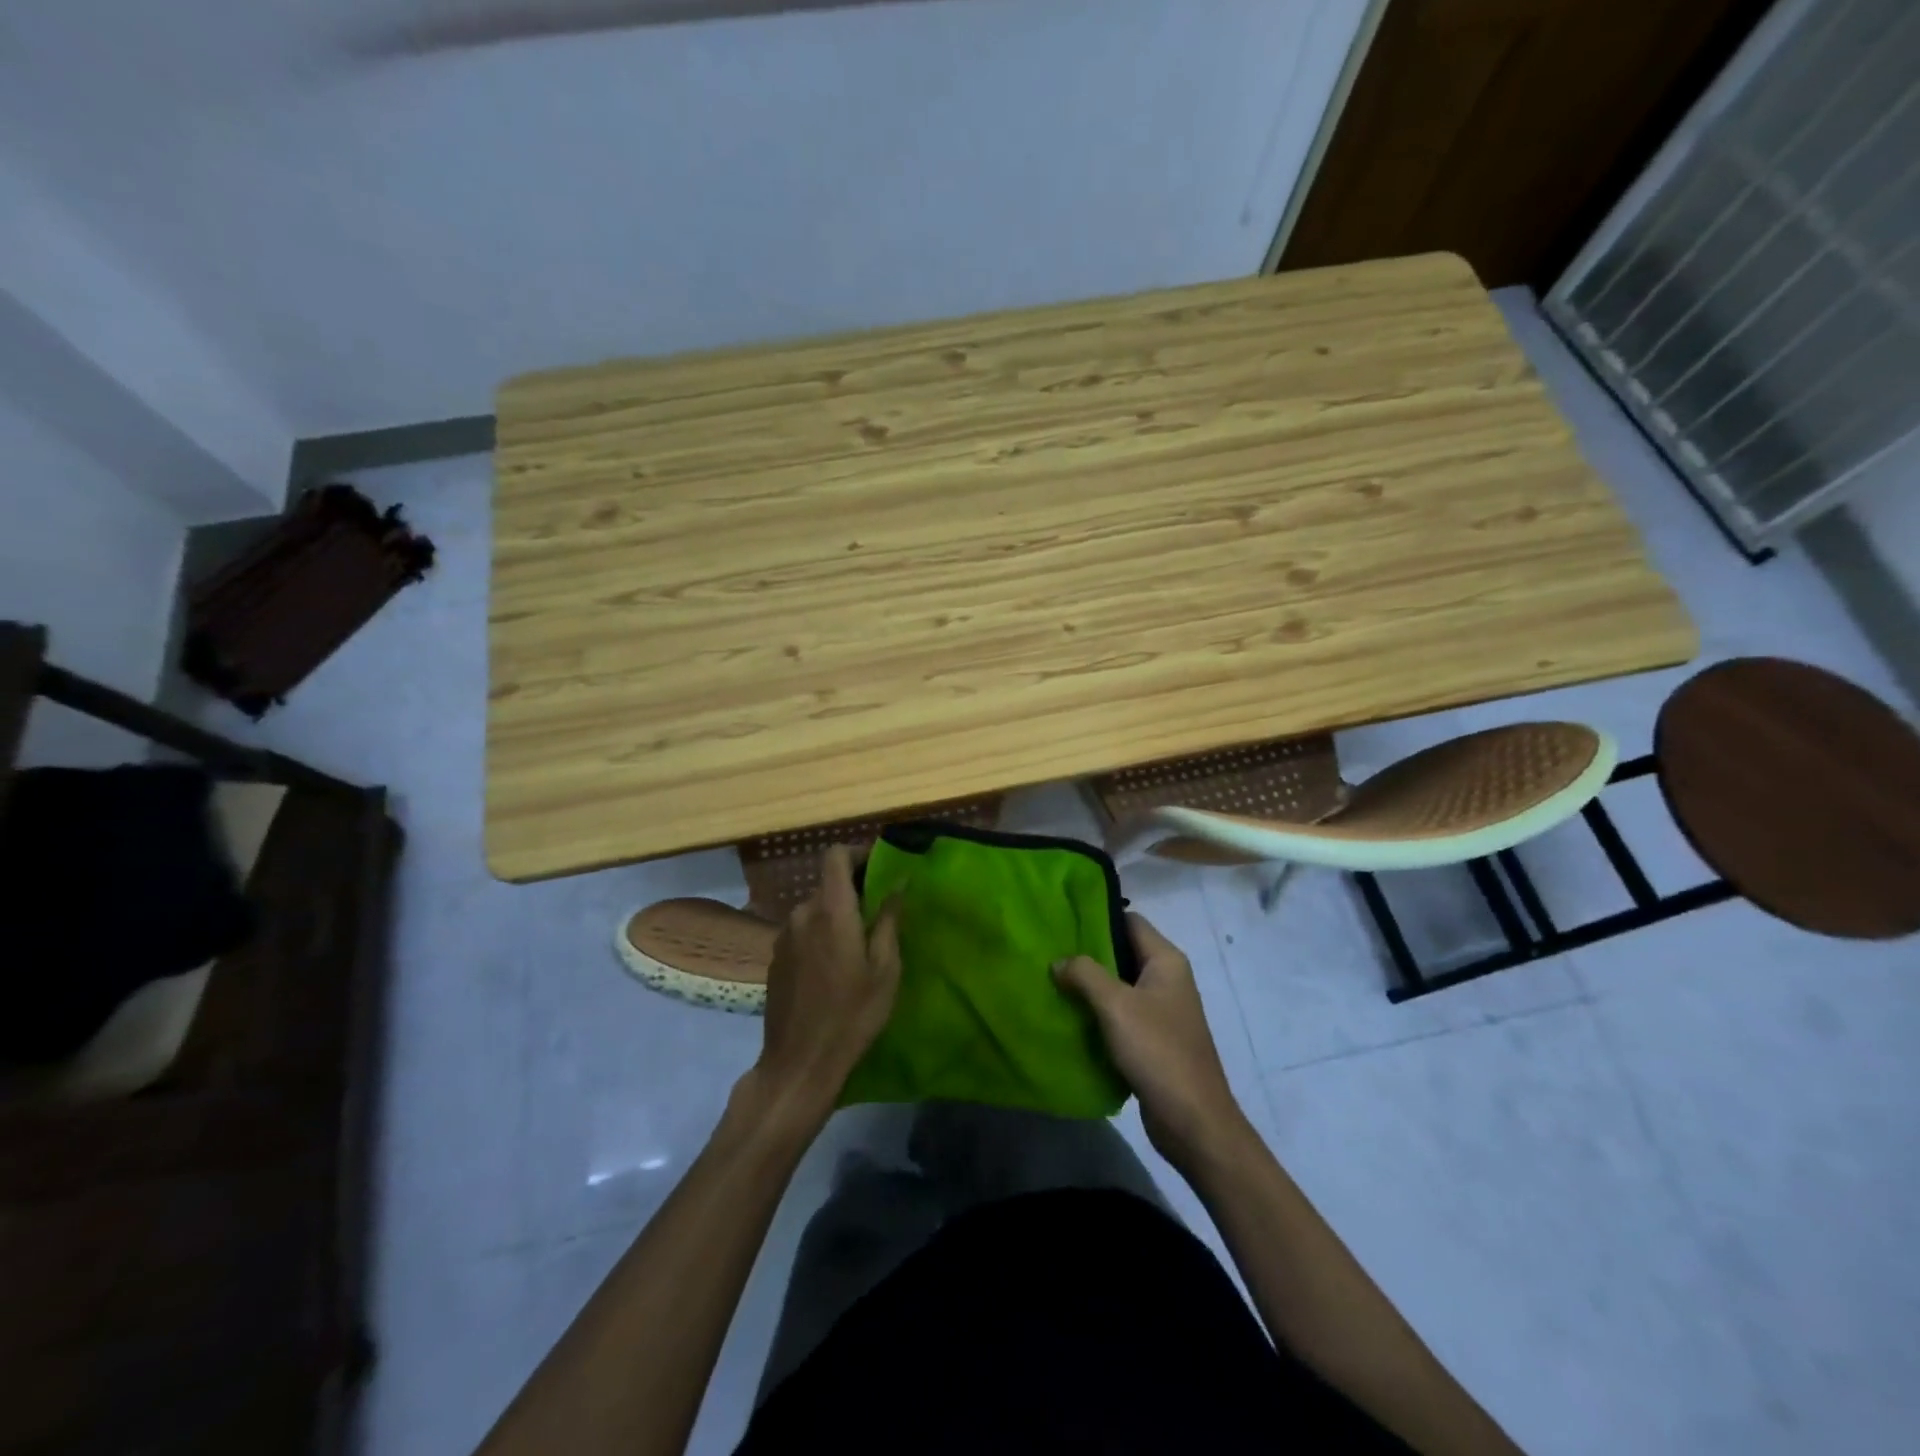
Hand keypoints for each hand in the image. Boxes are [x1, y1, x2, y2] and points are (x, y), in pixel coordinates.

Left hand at [745, 846, 900, 1125]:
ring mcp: (784, 936)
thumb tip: (898, 883)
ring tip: (859, 944)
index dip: (857, 853)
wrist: (799, 1063)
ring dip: (837, 915)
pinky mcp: (776, 958)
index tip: (879, 867)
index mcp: (831, 911)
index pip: (835, 856)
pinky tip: (833, 967)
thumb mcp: (885, 969)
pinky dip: (820, 934)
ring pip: (815, 910)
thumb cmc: (852, 1015)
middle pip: (827, 884)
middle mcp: (802, 914)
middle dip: (853, 890)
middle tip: (880, 913)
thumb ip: (889, 920)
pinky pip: (803, 931)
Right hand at [1054, 913, 1251, 1172]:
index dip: (1097, 917)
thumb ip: (1084, 974)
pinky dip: (1097, 1013)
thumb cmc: (1158, 1051)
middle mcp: (1167, 979)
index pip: (1129, 921)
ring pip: (1118, 985)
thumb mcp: (1116, 1005)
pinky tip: (1069, 1017)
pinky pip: (1120, 1014)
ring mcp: (1162, 1011)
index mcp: (1166, 961)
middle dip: (1087, 954)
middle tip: (1048, 952)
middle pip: (1122, 952)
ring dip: (1089, 986)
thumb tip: (1058, 961)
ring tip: (1051, 982)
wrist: (1193, 1122)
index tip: (1060, 920)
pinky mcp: (1153, 1039)